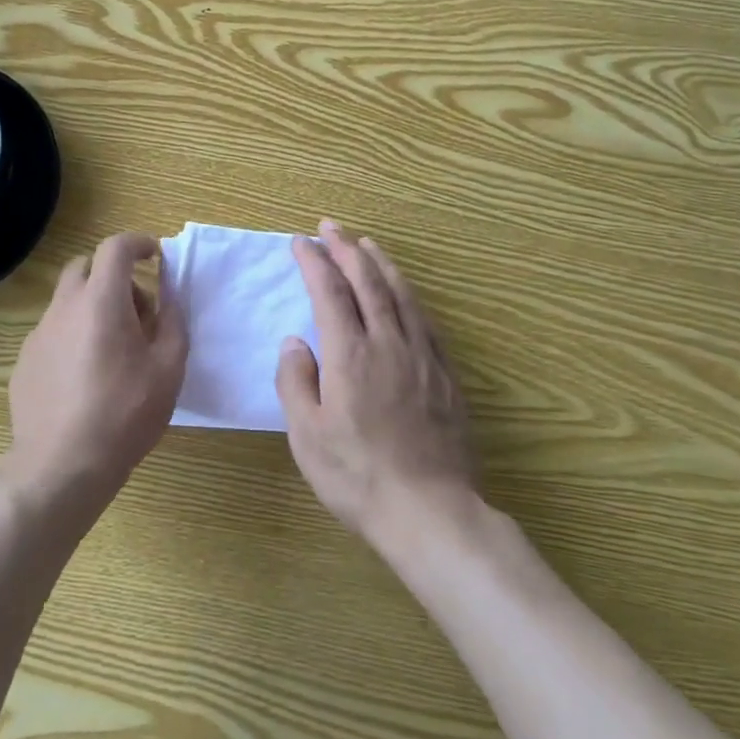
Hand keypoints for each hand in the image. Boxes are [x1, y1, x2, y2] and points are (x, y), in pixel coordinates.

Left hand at [0, 233, 187, 511]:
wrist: (61, 467)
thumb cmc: (124, 414)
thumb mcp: (168, 368)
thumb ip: (173, 320)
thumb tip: (169, 291)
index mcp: (101, 301)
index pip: (115, 247)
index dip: (138, 243)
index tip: (155, 256)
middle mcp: (64, 307)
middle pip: (85, 266)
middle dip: (113, 275)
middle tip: (137, 311)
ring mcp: (39, 334)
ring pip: (67, 301)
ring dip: (93, 307)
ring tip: (115, 351)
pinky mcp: (24, 361)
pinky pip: (54, 331)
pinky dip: (74, 335)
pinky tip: (86, 377)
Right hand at [276, 221, 480, 551]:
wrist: (431, 512)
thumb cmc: (358, 476)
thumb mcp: (307, 436)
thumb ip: (295, 382)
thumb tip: (294, 341)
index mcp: (350, 355)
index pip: (329, 293)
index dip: (314, 262)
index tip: (301, 242)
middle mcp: (387, 344)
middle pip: (367, 282)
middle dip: (346, 249)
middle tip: (331, 226)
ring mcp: (422, 357)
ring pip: (401, 295)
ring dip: (381, 264)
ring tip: (366, 243)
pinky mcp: (445, 375)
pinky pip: (425, 320)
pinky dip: (409, 295)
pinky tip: (404, 292)